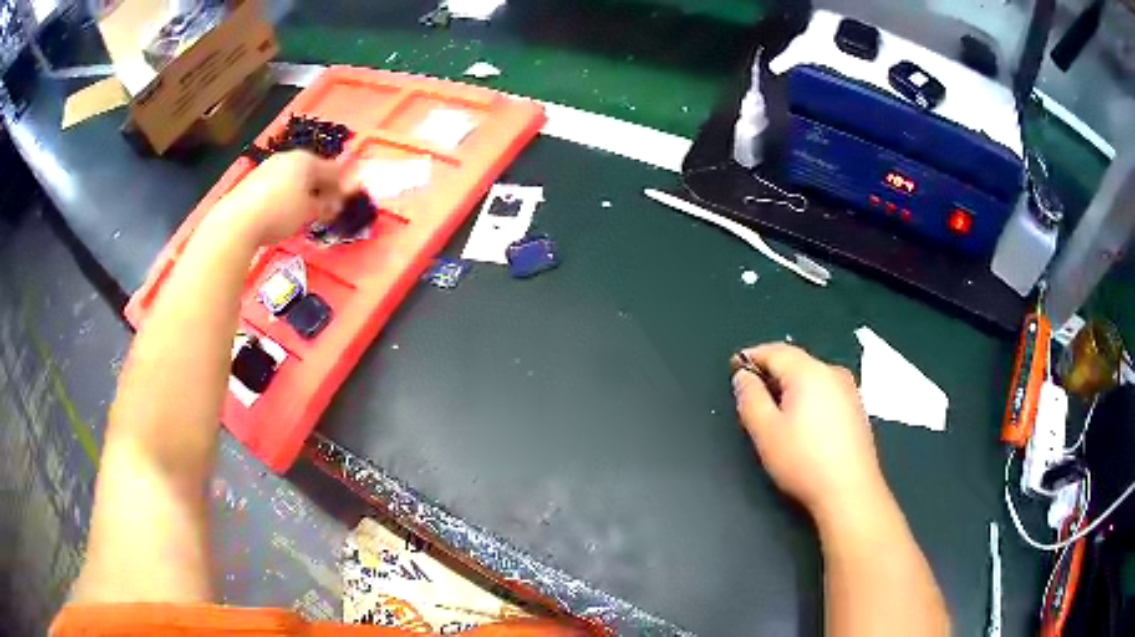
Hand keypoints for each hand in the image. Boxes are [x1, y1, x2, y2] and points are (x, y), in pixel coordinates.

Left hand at [214, 151, 346, 244]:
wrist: (238, 220)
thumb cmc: (280, 212)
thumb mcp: (308, 212)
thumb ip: (324, 206)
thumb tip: (334, 205)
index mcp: (307, 160)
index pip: (333, 170)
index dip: (341, 188)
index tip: (344, 205)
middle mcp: (288, 158)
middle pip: (311, 172)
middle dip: (320, 189)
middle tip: (324, 210)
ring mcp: (269, 167)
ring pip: (293, 178)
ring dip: (302, 193)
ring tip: (302, 214)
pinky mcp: (253, 180)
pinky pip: (277, 186)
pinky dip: (284, 197)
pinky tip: (281, 213)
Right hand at [732, 343, 886, 521]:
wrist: (851, 492)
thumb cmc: (804, 462)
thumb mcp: (766, 432)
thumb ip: (750, 398)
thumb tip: (743, 376)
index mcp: (810, 373)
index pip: (775, 351)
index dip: (751, 356)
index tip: (734, 367)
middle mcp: (833, 373)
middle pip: (795, 362)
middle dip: (771, 373)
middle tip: (751, 395)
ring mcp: (850, 390)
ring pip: (812, 378)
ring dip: (790, 387)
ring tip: (774, 412)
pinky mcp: (857, 409)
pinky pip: (826, 392)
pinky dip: (808, 398)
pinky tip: (802, 424)